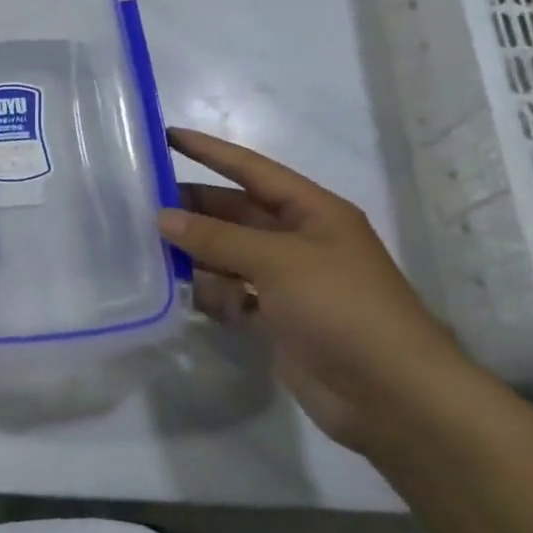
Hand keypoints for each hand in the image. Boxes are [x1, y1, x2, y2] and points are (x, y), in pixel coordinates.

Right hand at [158, 127, 478, 450]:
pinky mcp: (276, 319)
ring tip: (147, 244)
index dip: (210, 152)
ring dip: (194, 251)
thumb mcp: (278, 260)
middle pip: (235, 212)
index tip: (166, 136)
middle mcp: (298, 240)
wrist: (392, 395)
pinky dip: (208, 292)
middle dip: (193, 206)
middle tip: (141, 201)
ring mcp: (287, 282)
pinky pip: (231, 294)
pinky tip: (179, 291)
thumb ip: (216, 237)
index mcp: (312, 212)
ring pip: (228, 254)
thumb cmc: (342, 307)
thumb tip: (162, 217)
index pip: (251, 169)